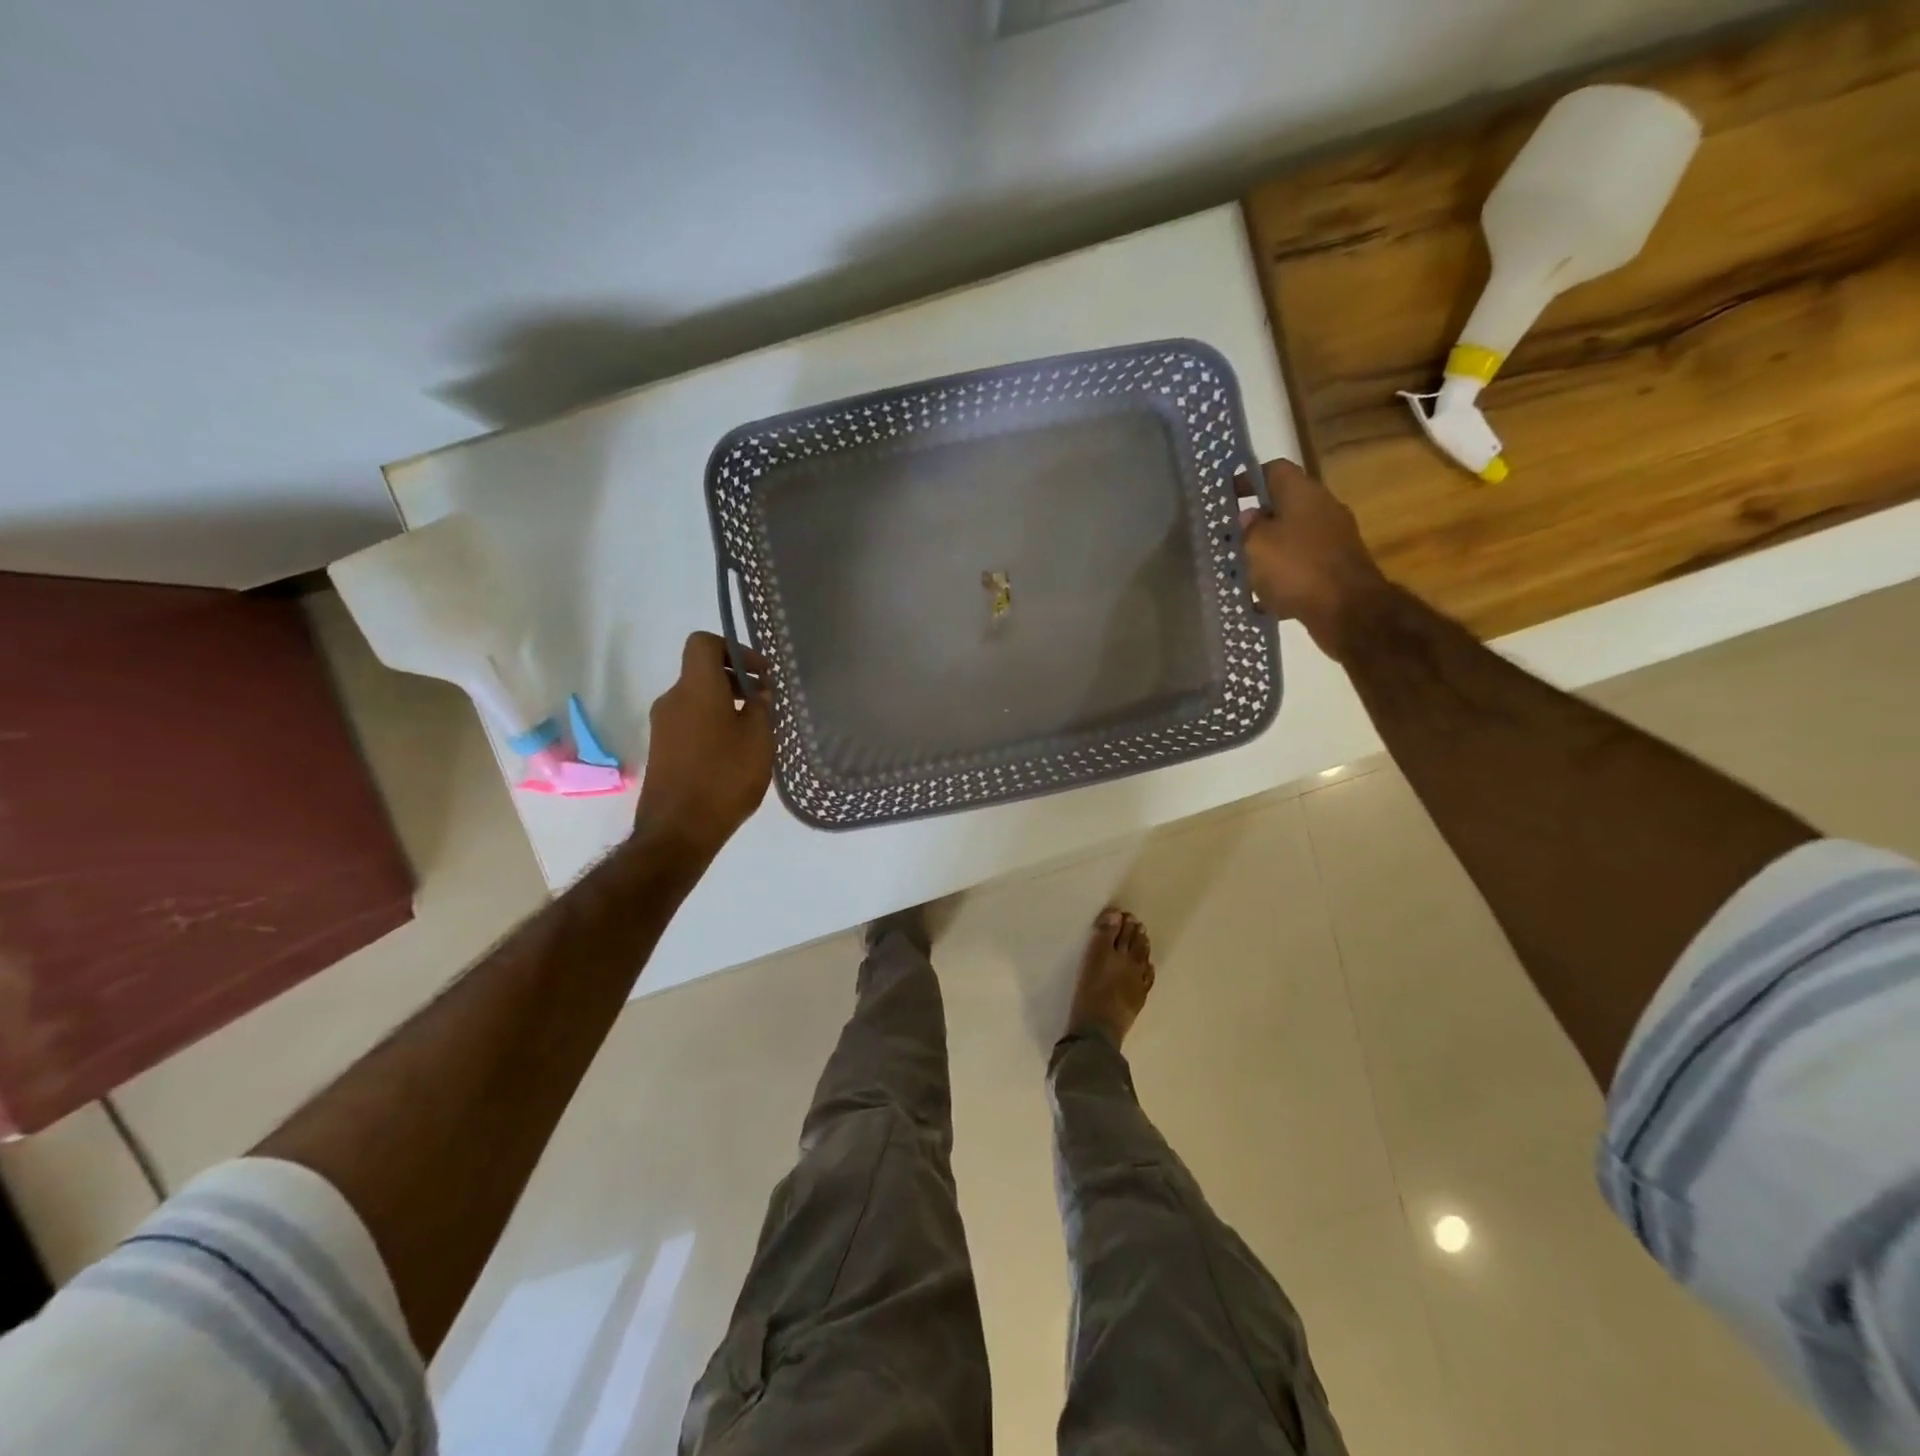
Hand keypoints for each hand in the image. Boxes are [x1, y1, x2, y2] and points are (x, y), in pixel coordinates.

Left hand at [635, 632, 773, 858]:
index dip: (733, 649)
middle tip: (765, 703)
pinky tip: (733, 753)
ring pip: (697, 699)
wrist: (678, 830)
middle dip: (735, 680)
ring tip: (754, 732)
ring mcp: (662, 726)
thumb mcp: (759, 740)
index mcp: (696, 688)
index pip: (704, 643)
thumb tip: (759, 692)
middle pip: (701, 672)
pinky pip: (689, 722)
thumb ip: (762, 708)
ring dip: (725, 704)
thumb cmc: (724, 777)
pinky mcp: (661, 750)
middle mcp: (673, 699)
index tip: (759, 674)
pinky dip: (712, 724)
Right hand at [1239, 459, 1391, 660]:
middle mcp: (1323, 508)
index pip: (1274, 469)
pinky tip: (1265, 597)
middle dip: (1257, 520)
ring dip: (1269, 550)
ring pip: (1293, 537)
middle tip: (1231, 537)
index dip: (1248, 479)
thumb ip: (1248, 527)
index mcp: (1303, 493)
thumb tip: (1250, 516)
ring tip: (1243, 569)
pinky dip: (1284, 576)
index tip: (1227, 495)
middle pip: (1285, 504)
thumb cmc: (1296, 568)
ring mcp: (1334, 539)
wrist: (1348, 610)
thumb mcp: (1256, 545)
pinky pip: (1302, 565)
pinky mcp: (1337, 567)